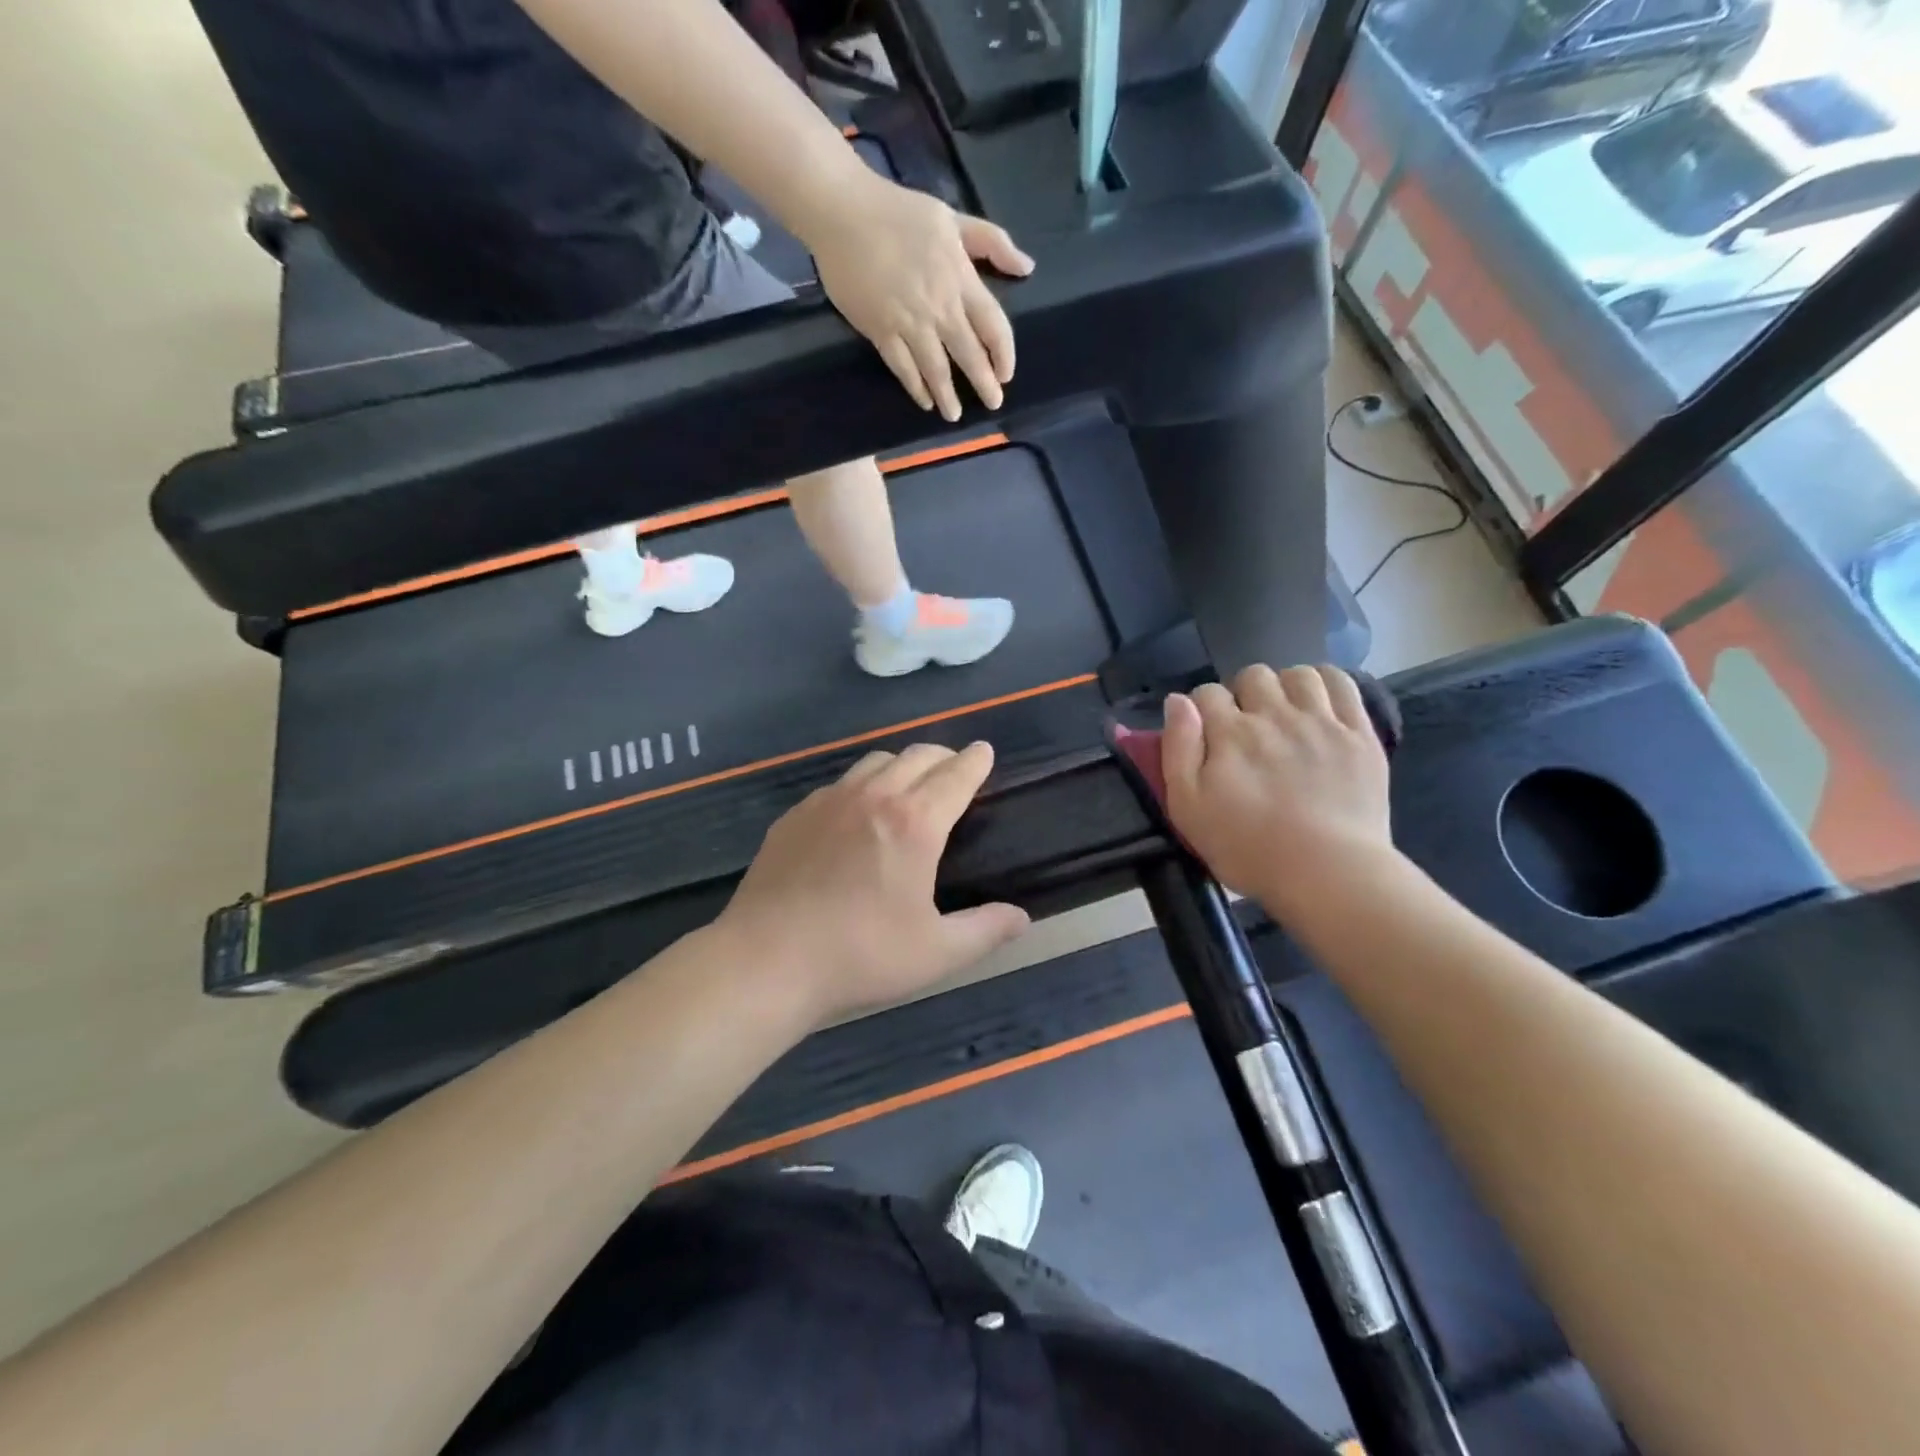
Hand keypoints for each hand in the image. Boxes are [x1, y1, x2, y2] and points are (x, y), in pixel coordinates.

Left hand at [716, 742, 1030, 1025]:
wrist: (766, 961)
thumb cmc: (860, 956)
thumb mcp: (935, 953)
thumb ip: (985, 930)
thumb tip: (1022, 918)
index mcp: (914, 823)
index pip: (955, 775)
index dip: (975, 761)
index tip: (984, 751)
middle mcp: (873, 797)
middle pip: (917, 755)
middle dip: (943, 756)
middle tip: (954, 771)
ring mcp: (828, 801)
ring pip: (875, 761)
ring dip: (901, 764)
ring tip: (908, 786)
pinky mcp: (795, 815)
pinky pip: (839, 783)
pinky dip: (862, 785)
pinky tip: (856, 814)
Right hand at [801, 168, 1033, 422]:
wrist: (842, 212)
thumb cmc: (899, 212)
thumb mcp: (953, 218)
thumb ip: (992, 242)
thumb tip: (1027, 267)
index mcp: (960, 279)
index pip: (993, 325)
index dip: (1003, 354)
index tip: (1006, 375)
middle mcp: (939, 307)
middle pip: (968, 354)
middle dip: (983, 384)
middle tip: (992, 405)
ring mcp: (908, 322)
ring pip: (936, 369)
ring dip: (947, 395)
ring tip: (954, 415)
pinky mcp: (880, 331)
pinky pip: (902, 368)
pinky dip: (915, 387)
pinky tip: (923, 400)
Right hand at [1162, 665, 1395, 909]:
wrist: (1327, 873)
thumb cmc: (1247, 848)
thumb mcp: (1187, 807)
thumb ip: (1177, 748)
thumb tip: (1176, 702)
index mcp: (1229, 733)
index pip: (1206, 693)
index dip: (1201, 709)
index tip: (1206, 734)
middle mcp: (1273, 715)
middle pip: (1253, 676)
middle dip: (1243, 694)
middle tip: (1246, 727)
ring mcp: (1321, 721)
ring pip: (1298, 674)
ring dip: (1285, 686)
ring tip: (1285, 712)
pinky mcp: (1359, 734)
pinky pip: (1343, 684)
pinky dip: (1327, 682)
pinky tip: (1320, 702)